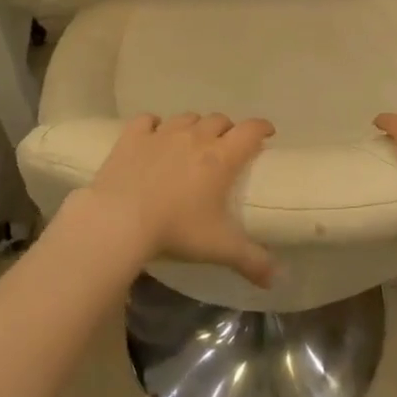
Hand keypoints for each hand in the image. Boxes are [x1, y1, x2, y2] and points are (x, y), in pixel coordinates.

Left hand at [64, 113, 275, 286]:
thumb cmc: (176, 230)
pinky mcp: (133, 137)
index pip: (250, 130)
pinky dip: (154, 125)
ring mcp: (162, 134)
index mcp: (221, 157)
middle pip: (219, 120)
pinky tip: (153, 135)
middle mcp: (195, 137)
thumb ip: (252, 261)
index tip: (267, 132)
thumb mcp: (219, 249)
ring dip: (195, 126)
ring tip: (192, 142)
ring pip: (187, 117)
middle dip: (227, 130)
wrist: (119, 222)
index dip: (262, 127)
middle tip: (226, 147)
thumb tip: (276, 279)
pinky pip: (148, 120)